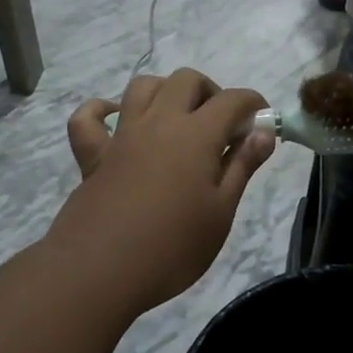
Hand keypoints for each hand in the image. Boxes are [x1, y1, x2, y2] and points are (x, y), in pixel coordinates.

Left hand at [52, 70, 272, 313]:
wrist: (100, 272)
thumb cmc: (173, 247)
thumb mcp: (221, 211)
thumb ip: (242, 166)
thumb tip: (264, 132)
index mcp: (196, 135)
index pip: (232, 100)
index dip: (253, 104)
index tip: (262, 122)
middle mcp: (159, 122)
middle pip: (186, 80)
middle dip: (210, 92)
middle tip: (221, 127)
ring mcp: (122, 136)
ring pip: (143, 87)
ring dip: (165, 92)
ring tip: (178, 119)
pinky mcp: (93, 156)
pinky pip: (88, 118)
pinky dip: (102, 110)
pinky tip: (117, 120)